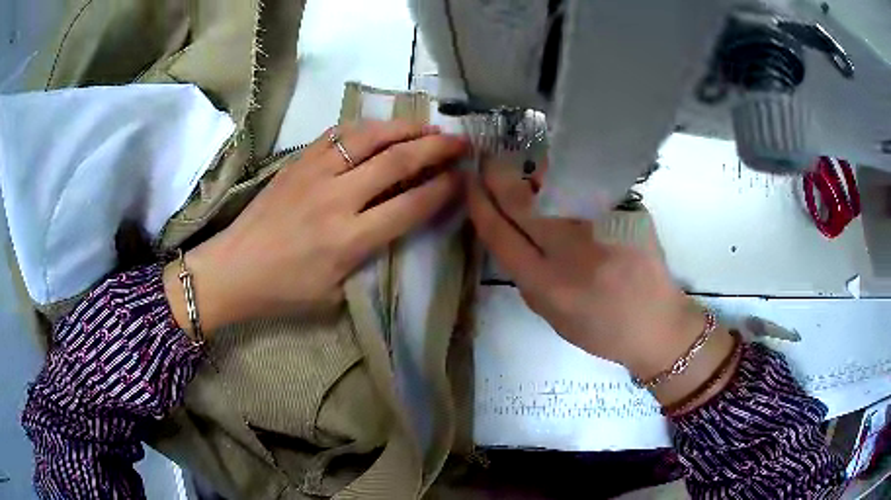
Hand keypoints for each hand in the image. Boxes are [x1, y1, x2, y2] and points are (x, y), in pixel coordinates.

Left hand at [164, 121, 467, 334]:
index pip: (411, 204)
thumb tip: (398, 223)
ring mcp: (314, 174)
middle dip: (437, 148)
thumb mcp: (335, 293)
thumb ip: (370, 257)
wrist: (233, 269)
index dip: (444, 188)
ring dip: (405, 128)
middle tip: (461, 142)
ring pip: (369, 137)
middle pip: (397, 161)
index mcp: (348, 240)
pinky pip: (338, 134)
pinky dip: (366, 128)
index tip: (464, 177)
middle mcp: (336, 199)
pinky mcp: (297, 162)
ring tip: (429, 127)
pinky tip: (380, 129)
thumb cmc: (284, 292)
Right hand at [467, 160, 733, 404]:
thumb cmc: (600, 329)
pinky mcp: (626, 213)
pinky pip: (587, 183)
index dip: (479, 204)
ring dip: (534, 172)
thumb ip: (525, 275)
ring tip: (532, 174)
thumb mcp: (551, 315)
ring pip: (555, 183)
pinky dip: (570, 178)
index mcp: (546, 285)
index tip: (470, 183)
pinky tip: (570, 182)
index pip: (499, 234)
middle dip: (497, 176)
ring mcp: (602, 228)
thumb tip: (508, 230)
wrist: (656, 324)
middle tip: (489, 161)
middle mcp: (571, 253)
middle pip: (522, 202)